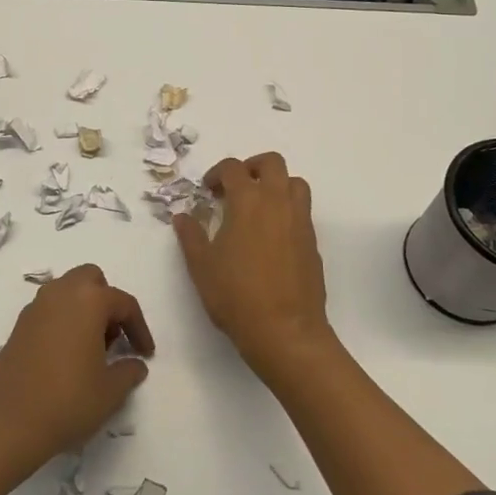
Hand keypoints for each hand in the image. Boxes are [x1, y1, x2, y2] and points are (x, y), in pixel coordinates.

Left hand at [0, 265, 154, 471]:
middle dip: (107, 302)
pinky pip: (49, 311)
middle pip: (91, 280)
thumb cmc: (67, 401)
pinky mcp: (18, 326)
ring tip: (92, 349)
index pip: (124, 303)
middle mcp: (61, 293)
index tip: (146, 353)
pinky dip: (63, 321)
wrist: (7, 422)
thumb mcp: (110, 392)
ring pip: (67, 292)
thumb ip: (128, 372)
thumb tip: (135, 364)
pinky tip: (67, 356)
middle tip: (115, 337)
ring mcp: (35, 307)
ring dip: (84, 310)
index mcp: (88, 300)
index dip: (139, 328)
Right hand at [174, 152, 332, 383]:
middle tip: (236, 187)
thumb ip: (190, 235)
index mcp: (248, 201)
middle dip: (252, 167)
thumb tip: (182, 216)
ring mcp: (300, 220)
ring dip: (276, 185)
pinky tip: (271, 236)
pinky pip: (302, 210)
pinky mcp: (312, 241)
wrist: (285, 331)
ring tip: (258, 207)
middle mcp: (278, 202)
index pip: (233, 168)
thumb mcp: (201, 265)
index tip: (208, 190)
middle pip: (272, 163)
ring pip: (294, 183)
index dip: (217, 173)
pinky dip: (287, 210)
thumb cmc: (236, 295)